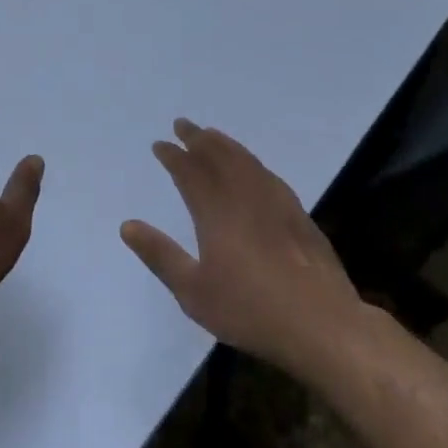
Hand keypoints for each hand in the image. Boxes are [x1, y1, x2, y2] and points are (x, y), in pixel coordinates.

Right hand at [121, 119, 361, 378]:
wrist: (321, 323)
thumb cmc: (249, 309)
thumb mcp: (193, 291)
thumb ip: (160, 255)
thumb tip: (127, 225)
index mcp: (216, 212)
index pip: (189, 172)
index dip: (173, 156)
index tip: (160, 144)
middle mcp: (244, 196)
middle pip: (218, 156)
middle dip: (198, 138)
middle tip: (183, 124)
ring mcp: (276, 202)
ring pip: (245, 160)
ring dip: (225, 144)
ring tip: (212, 135)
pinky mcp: (298, 214)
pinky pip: (267, 174)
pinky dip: (251, 161)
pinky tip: (253, 167)